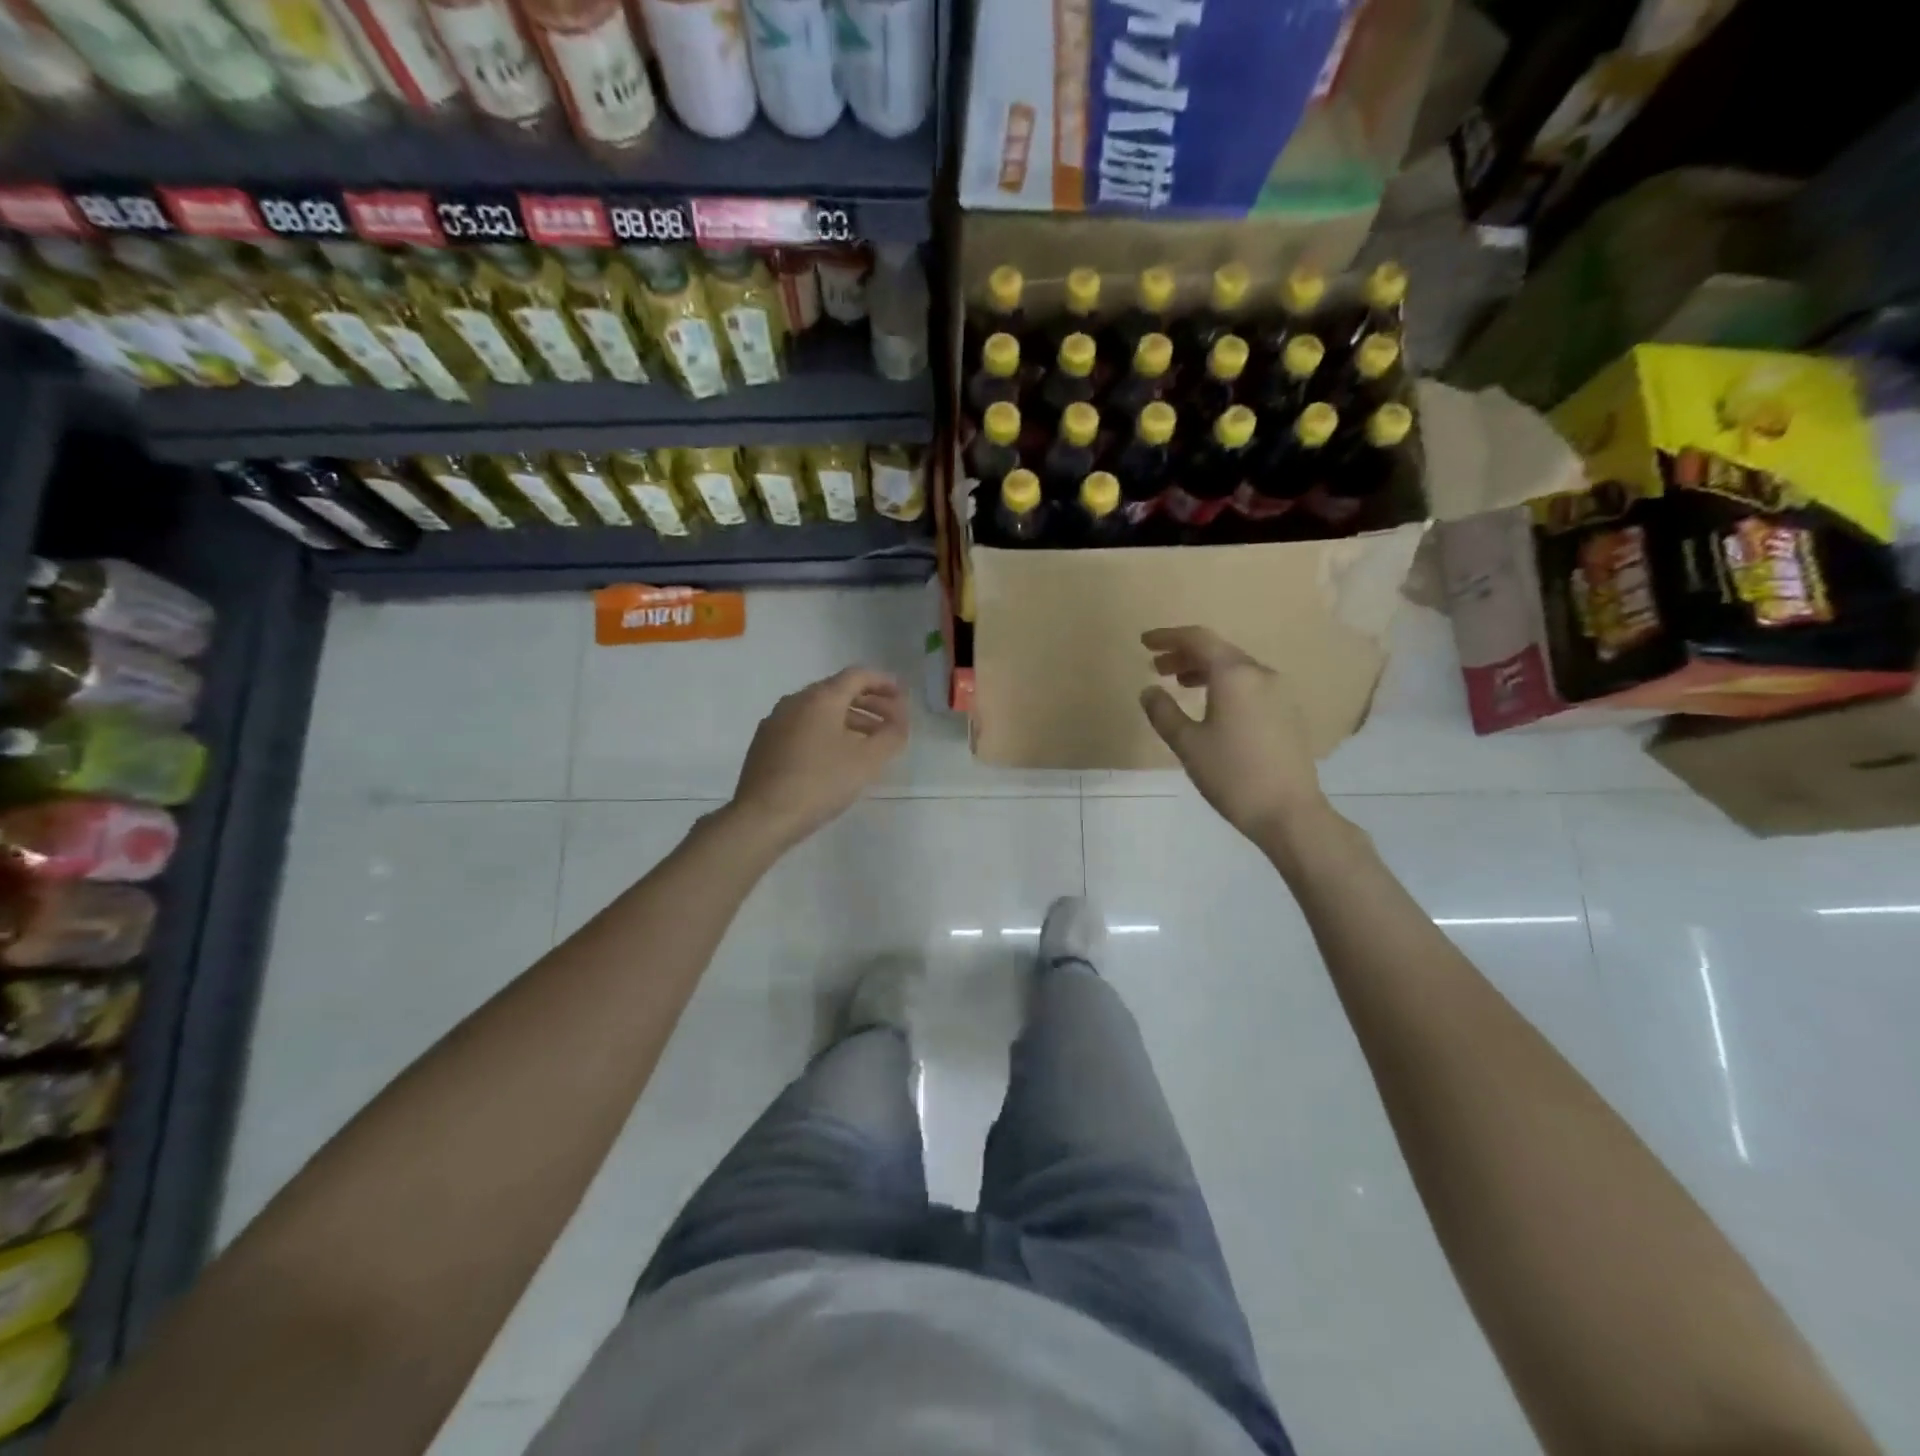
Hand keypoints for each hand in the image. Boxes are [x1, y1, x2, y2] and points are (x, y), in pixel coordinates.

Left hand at [728, 667, 908, 848]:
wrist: (762, 817)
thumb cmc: (820, 783)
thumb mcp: (867, 761)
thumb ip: (891, 736)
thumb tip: (900, 722)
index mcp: (820, 698)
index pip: (858, 676)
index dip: (884, 682)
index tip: (903, 696)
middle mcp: (795, 701)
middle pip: (838, 691)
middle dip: (869, 702)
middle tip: (891, 720)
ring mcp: (776, 721)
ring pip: (820, 710)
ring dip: (849, 719)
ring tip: (870, 742)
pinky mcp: (765, 743)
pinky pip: (803, 726)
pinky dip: (827, 731)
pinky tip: (836, 755)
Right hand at [1139, 627, 1328, 844]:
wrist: (1288, 812)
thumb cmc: (1232, 775)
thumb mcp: (1187, 744)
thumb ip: (1163, 712)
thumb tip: (1149, 691)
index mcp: (1235, 675)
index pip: (1198, 639)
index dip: (1168, 637)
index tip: (1145, 642)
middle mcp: (1260, 674)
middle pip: (1218, 651)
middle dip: (1184, 654)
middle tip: (1156, 667)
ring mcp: (1279, 692)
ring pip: (1235, 668)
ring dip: (1203, 670)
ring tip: (1179, 685)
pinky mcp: (1287, 712)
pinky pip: (1249, 685)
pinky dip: (1223, 685)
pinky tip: (1211, 706)